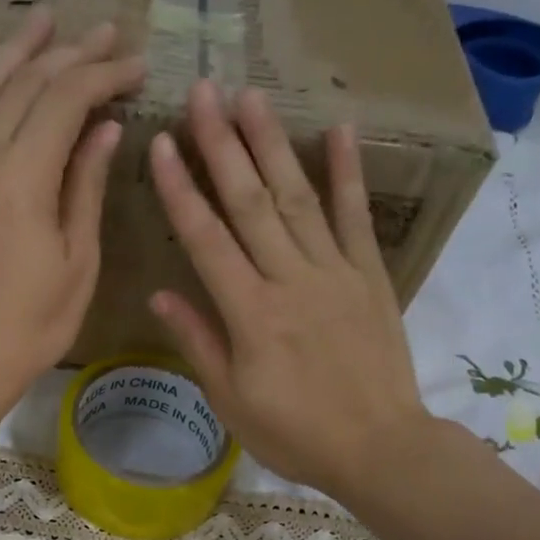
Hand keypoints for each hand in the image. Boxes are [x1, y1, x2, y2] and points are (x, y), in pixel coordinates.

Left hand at [0, 8, 145, 415]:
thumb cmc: (31, 325)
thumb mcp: (77, 262)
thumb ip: (85, 187)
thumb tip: (104, 129)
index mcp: (25, 178)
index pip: (68, 99)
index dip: (105, 75)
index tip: (137, 67)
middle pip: (28, 84)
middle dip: (72, 54)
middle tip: (108, 35)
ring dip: (16, 50)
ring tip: (46, 19)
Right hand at [148, 81, 430, 503]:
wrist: (379, 448)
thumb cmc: (295, 433)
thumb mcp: (231, 400)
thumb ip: (197, 341)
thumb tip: (160, 292)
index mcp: (249, 313)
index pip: (205, 240)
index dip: (180, 190)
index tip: (160, 144)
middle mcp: (290, 280)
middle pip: (249, 203)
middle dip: (221, 145)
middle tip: (203, 91)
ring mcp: (334, 272)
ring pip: (297, 198)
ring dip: (272, 144)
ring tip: (251, 97)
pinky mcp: (369, 276)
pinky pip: (356, 218)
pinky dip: (347, 174)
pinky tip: (338, 131)